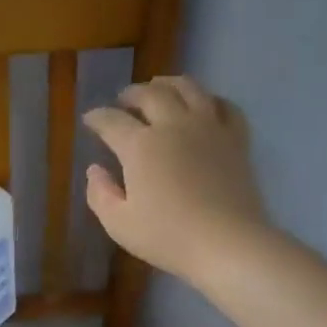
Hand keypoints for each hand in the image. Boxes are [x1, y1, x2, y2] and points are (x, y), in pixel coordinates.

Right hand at [83, 76, 268, 285]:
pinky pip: (225, 106)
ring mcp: (208, 128)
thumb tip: (95, 169)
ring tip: (160, 87)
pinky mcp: (236, 139)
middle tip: (123, 100)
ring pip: (188, 88)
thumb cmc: (168, 237)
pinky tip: (205, 105)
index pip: (111, 121)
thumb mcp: (119, 224)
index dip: (97, 117)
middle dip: (132, 93)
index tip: (90, 119)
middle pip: (150, 94)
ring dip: (169, 83)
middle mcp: (173, 126)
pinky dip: (211, 99)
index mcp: (140, 146)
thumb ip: (100, 194)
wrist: (228, 244)